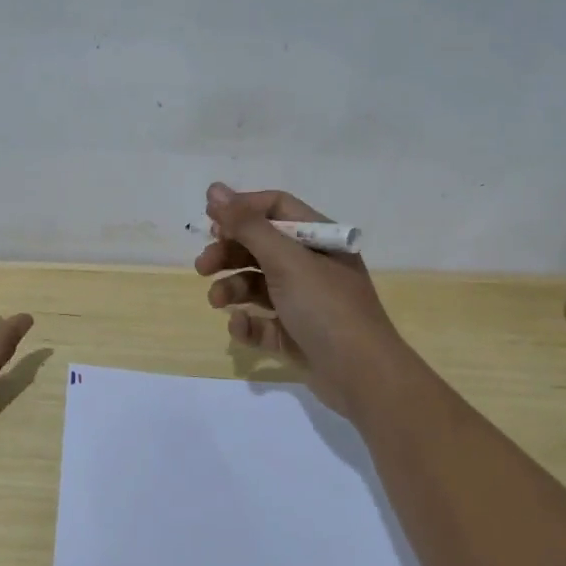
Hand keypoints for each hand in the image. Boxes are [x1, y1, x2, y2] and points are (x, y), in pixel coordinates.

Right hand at [195, 182, 411, 415]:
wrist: (362, 376)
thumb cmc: (326, 307)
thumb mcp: (285, 260)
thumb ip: (247, 225)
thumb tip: (214, 189)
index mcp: (318, 239)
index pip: (276, 209)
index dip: (242, 210)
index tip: (209, 219)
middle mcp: (312, 265)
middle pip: (261, 246)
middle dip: (229, 253)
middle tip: (203, 265)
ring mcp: (304, 301)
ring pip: (257, 285)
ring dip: (232, 288)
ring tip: (216, 300)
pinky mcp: (295, 334)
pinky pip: (262, 321)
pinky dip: (247, 322)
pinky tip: (240, 327)